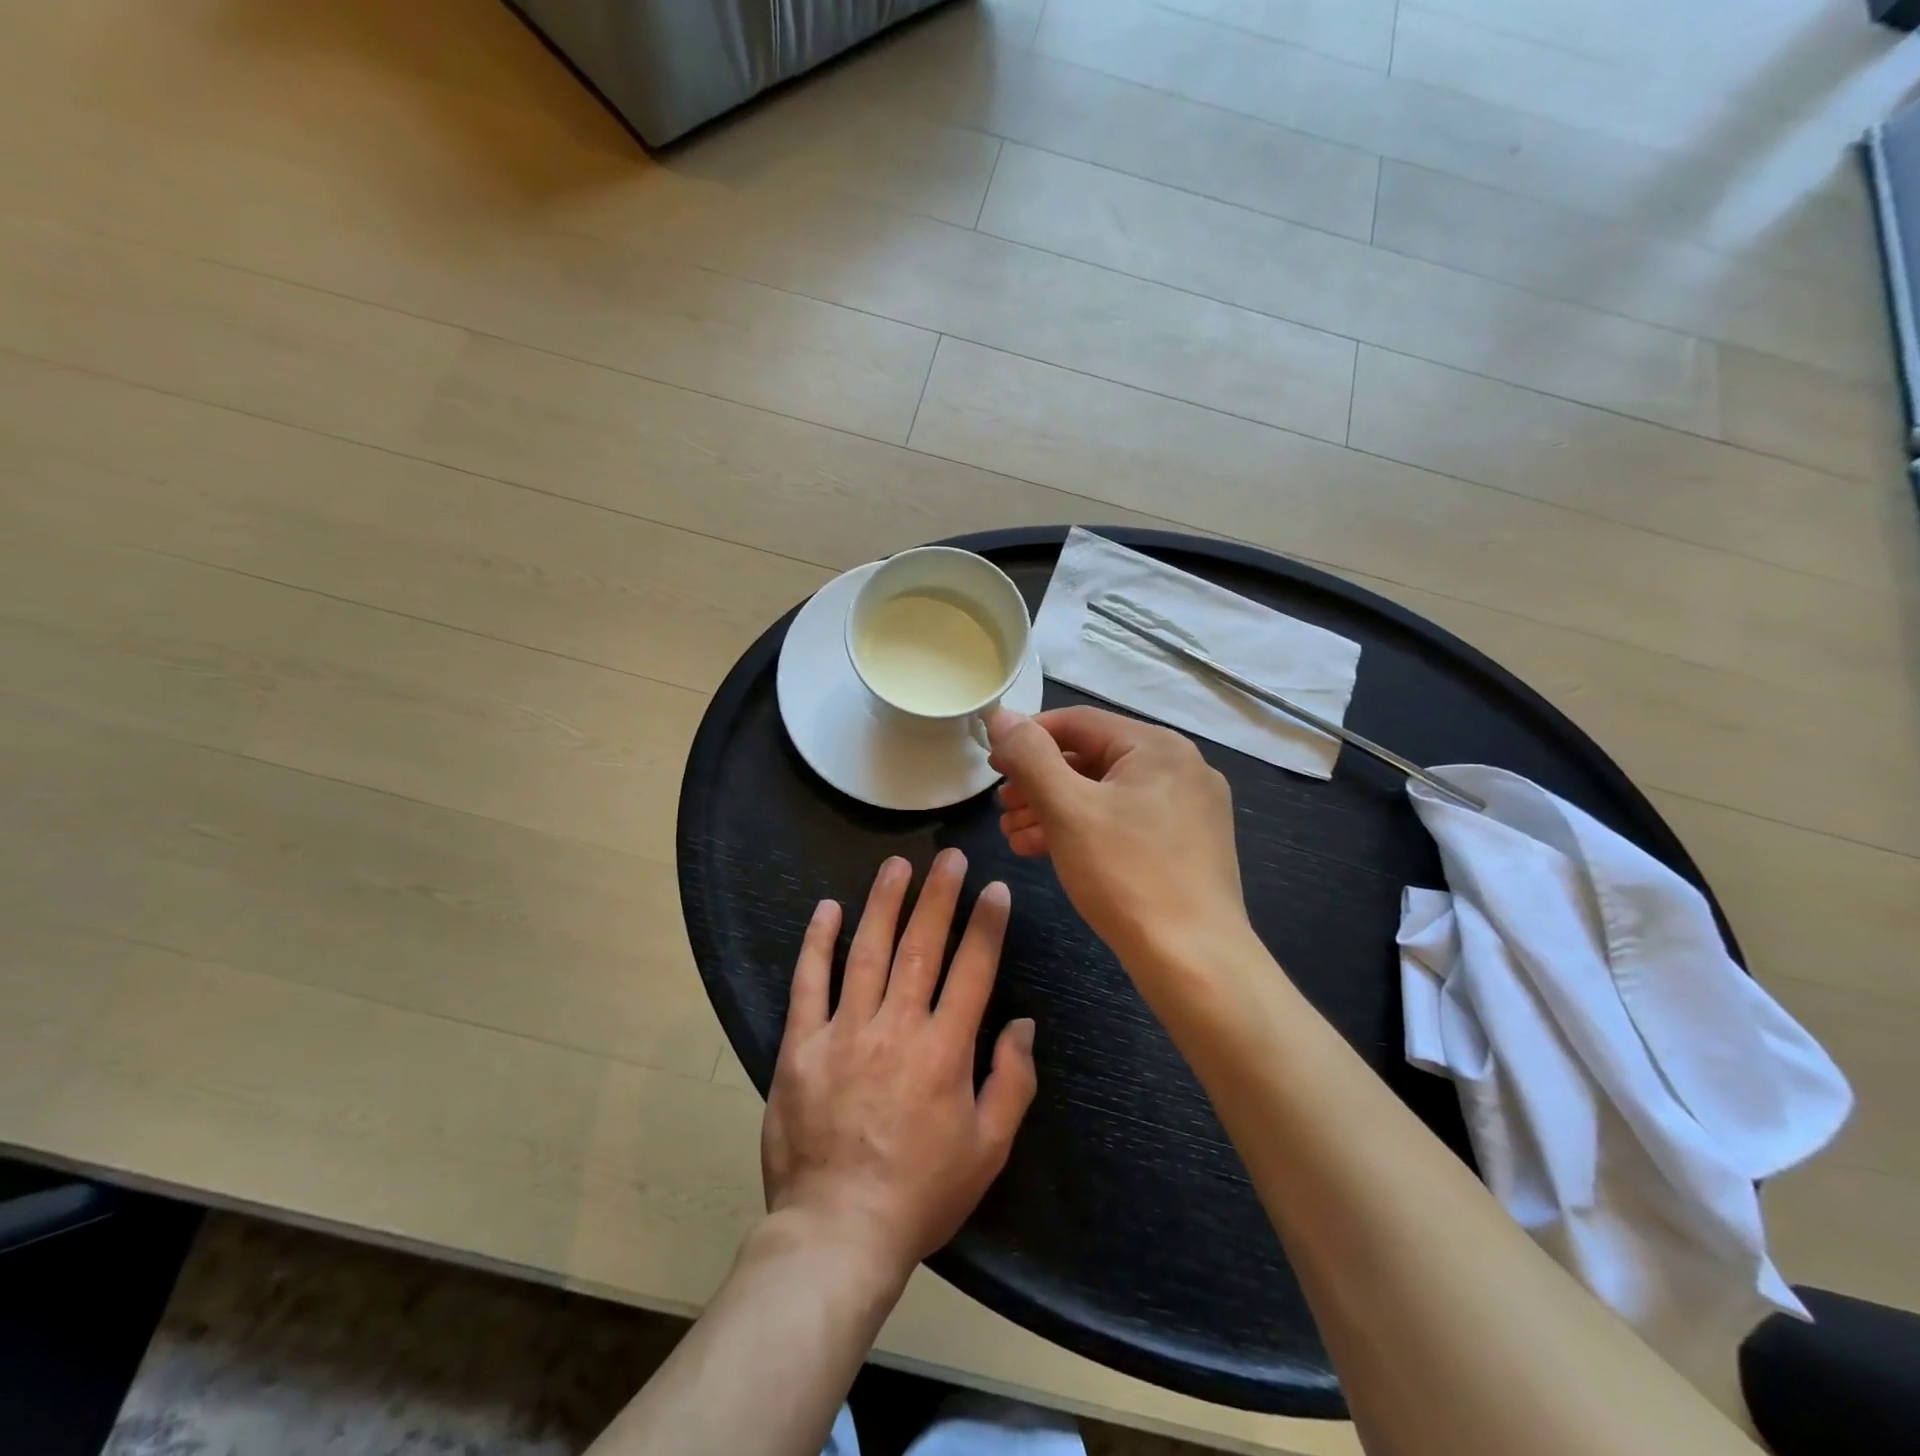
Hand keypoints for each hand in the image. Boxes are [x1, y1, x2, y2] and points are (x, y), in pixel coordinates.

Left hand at [761, 850, 1037, 1284]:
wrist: (836, 1233)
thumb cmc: (921, 1194)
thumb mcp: (988, 1149)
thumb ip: (1012, 1081)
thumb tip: (1023, 1023)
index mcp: (945, 1050)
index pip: (973, 969)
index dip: (986, 924)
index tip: (994, 888)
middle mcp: (896, 1027)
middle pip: (922, 946)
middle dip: (939, 895)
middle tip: (950, 856)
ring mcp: (844, 1031)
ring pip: (867, 951)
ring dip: (884, 902)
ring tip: (897, 864)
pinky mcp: (800, 1045)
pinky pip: (809, 983)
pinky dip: (817, 942)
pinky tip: (827, 908)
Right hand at [988, 706, 1251, 975]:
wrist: (1193, 961)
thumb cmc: (1126, 875)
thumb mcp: (1067, 809)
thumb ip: (1030, 756)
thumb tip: (1001, 716)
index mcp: (1158, 746)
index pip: (1078, 722)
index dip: (1027, 738)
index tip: (992, 765)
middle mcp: (1179, 767)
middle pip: (1091, 758)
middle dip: (1039, 782)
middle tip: (1002, 807)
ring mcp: (1187, 808)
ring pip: (1105, 794)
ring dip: (1054, 809)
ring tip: (1014, 834)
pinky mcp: (1185, 845)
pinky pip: (1124, 821)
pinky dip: (1083, 830)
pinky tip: (1045, 850)